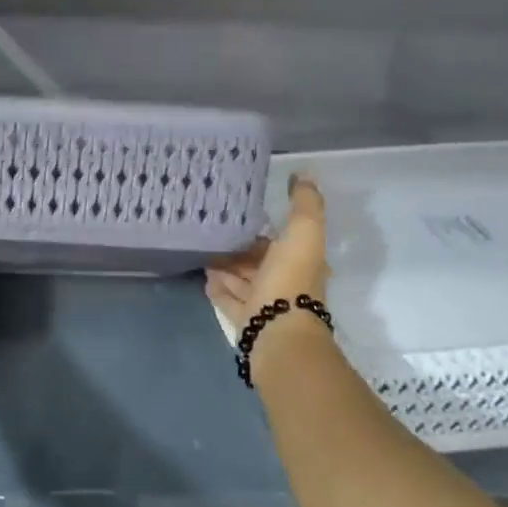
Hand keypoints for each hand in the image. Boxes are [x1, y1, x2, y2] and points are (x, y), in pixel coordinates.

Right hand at [204, 174, 329, 333]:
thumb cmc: (290, 278)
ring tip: (202, 250)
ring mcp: (263, 303)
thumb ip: (305, 204)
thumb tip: (305, 175)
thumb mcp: (303, 232)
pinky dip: (217, 287)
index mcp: (301, 262)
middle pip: (257, 261)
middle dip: (239, 248)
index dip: (263, 228)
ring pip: (241, 279)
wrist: (277, 331)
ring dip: (225, 266)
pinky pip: (227, 299)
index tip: (239, 213)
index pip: (279, 241)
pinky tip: (204, 276)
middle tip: (212, 230)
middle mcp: (284, 282)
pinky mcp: (244, 320)